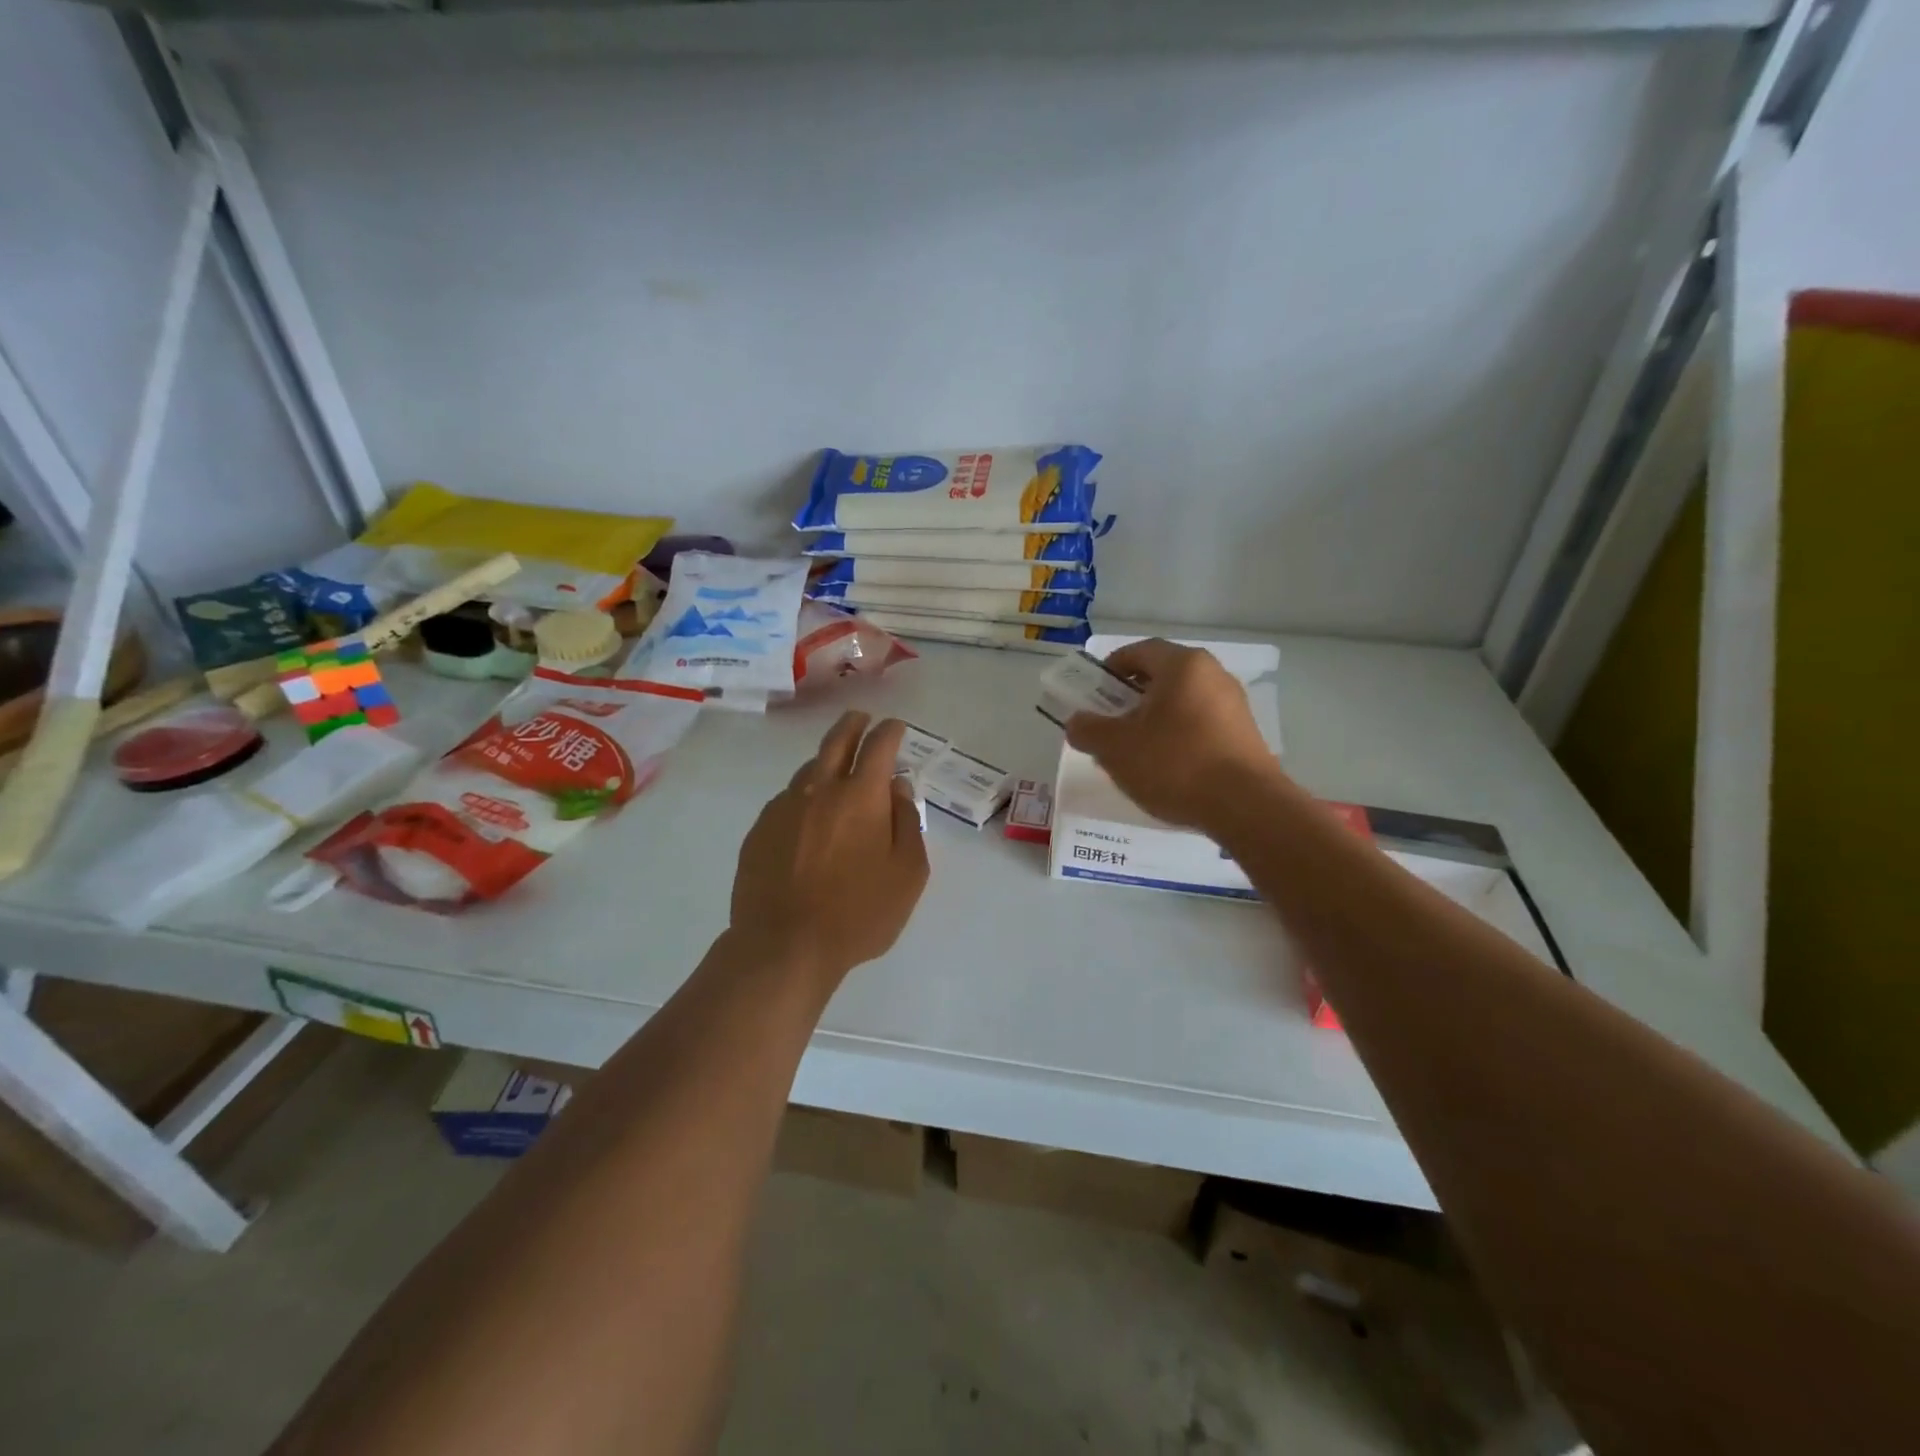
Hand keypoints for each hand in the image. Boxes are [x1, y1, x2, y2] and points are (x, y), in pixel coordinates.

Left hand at [730, 712, 929, 990]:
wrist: (783, 946)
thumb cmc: (859, 914)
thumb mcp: (907, 874)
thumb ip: (907, 823)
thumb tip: (897, 790)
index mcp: (861, 796)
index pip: (879, 746)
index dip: (890, 731)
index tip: (896, 728)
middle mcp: (820, 790)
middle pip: (836, 741)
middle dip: (853, 724)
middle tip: (862, 720)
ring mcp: (783, 807)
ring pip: (809, 770)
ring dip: (826, 763)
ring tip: (837, 773)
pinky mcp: (759, 830)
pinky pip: (787, 801)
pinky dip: (804, 798)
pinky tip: (808, 820)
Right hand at [1065, 639, 1284, 831]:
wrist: (1245, 807)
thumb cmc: (1174, 764)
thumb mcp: (1116, 748)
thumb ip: (1088, 730)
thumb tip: (1077, 722)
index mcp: (1183, 665)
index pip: (1139, 650)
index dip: (1111, 668)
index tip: (1093, 692)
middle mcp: (1213, 675)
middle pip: (1162, 676)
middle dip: (1131, 698)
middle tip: (1110, 725)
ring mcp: (1234, 705)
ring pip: (1182, 702)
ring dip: (1154, 720)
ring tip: (1135, 752)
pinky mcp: (1245, 735)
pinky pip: (1201, 725)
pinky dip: (1178, 737)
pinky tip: (1167, 768)